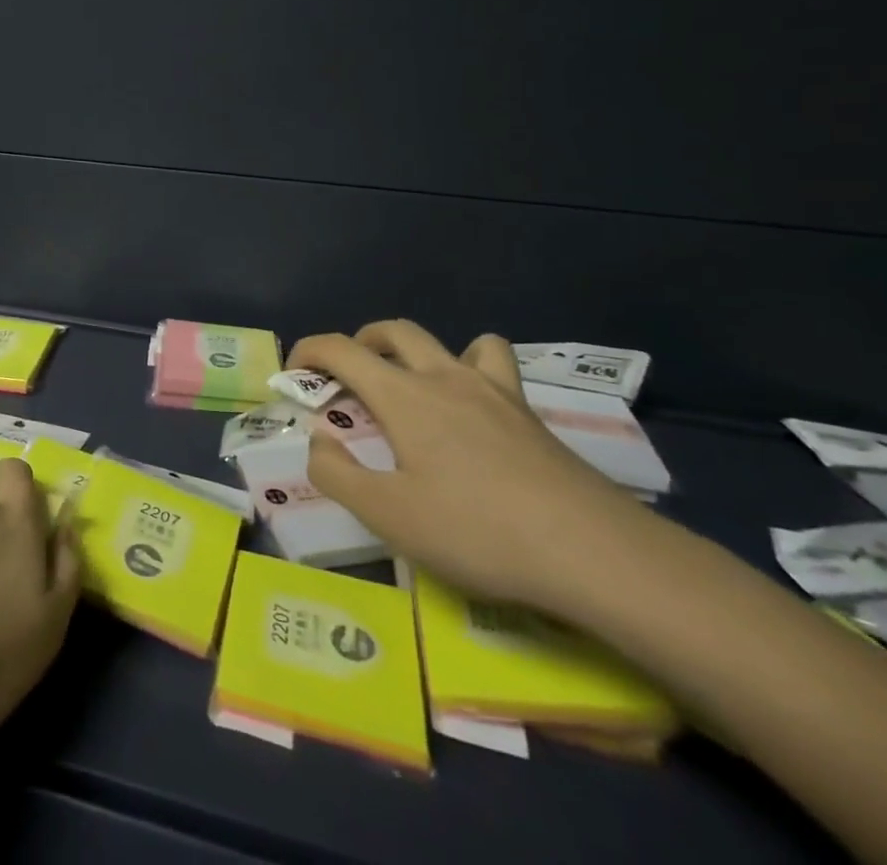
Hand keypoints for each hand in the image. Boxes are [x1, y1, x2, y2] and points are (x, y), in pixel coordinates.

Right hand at [292, 319, 646, 609]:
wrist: (594, 553)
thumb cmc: (478, 532)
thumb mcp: (389, 516)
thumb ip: (337, 474)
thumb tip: (317, 440)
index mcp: (404, 396)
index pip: (342, 349)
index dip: (309, 351)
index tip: (292, 374)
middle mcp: (445, 377)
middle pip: (393, 332)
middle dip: (359, 342)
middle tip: (347, 377)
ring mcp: (494, 392)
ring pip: (450, 341)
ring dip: (419, 350)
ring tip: (413, 385)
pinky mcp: (530, 415)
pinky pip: (495, 366)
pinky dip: (474, 368)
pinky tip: (475, 407)